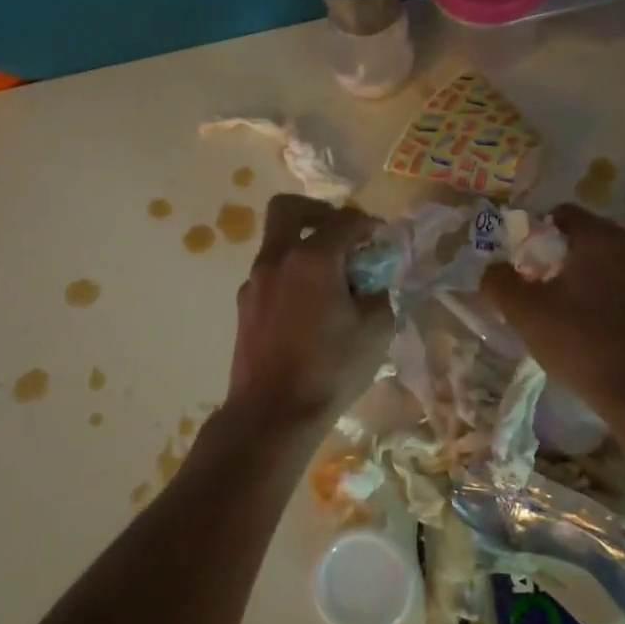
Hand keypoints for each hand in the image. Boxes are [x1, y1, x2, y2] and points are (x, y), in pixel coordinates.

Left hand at [225, 195, 389, 427]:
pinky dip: (290, 275)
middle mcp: (276, 260)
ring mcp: (254, 283)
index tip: (380, 236)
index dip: (367, 224)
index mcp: (311, 259)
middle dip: (318, 212)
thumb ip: (377, 292)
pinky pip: (270, 274)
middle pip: (289, 209)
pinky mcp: (244, 307)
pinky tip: (309, 308)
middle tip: (341, 234)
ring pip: (276, 243)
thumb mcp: (376, 330)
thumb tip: (369, 280)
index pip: (343, 221)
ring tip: (330, 281)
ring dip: (303, 247)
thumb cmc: (330, 370)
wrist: (272, 413)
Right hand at [481, 203, 624, 421]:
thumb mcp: (525, 315)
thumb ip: (501, 284)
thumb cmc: (582, 343)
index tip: (534, 256)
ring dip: (624, 262)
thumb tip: (492, 269)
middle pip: (610, 230)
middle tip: (566, 274)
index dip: (547, 229)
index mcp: (599, 240)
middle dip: (587, 245)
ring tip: (602, 291)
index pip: (569, 214)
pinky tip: (624, 319)